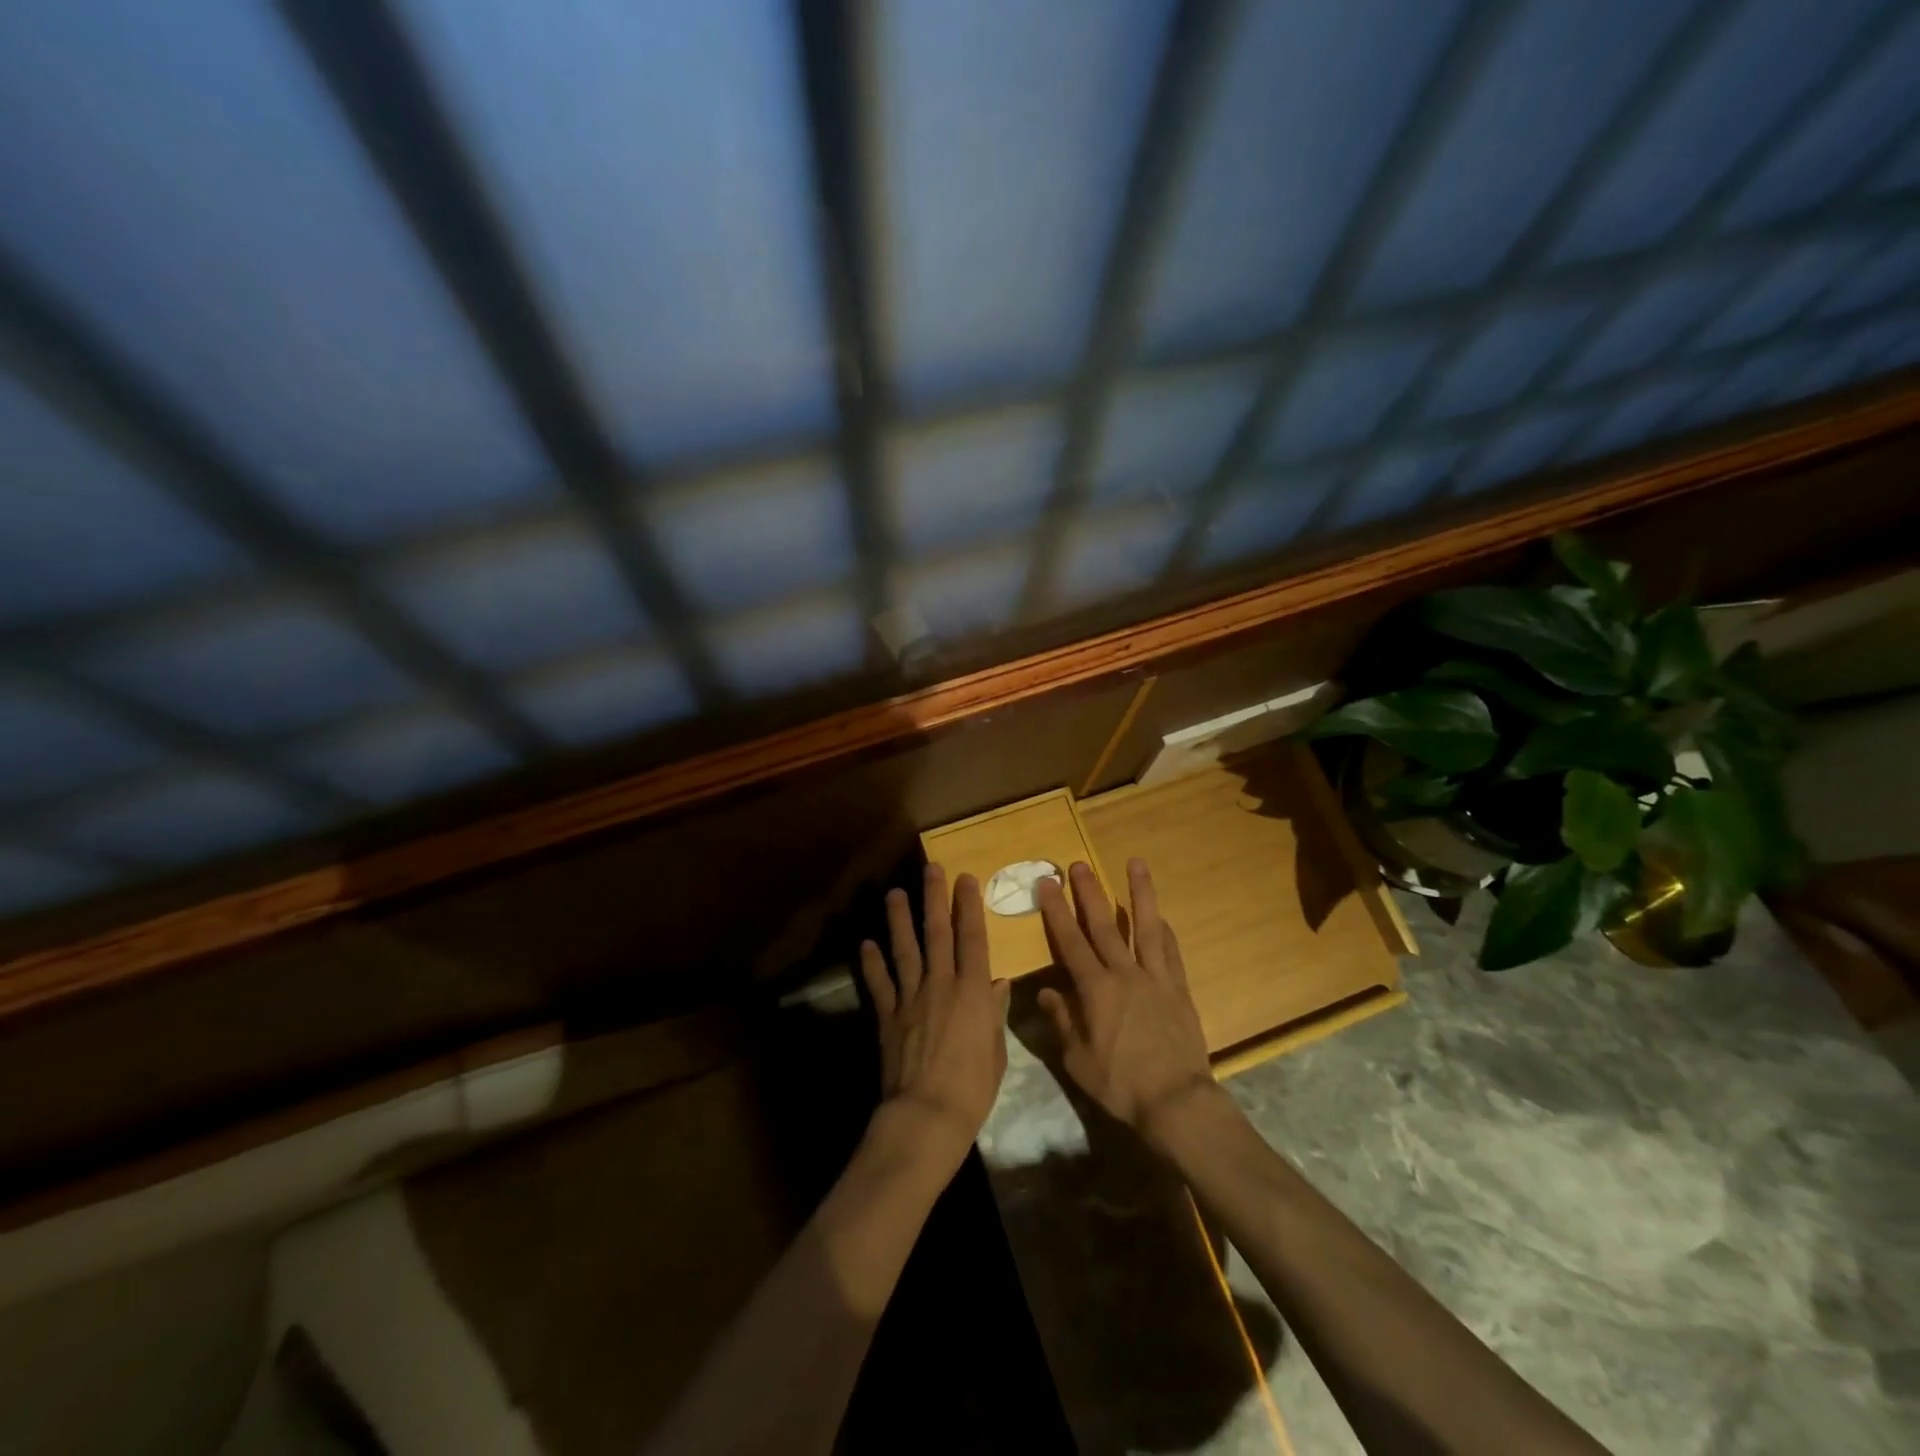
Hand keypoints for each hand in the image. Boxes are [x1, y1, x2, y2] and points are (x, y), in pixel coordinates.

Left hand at [859, 864, 1010, 1168]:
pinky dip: (872, 963)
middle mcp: (941, 984)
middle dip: (934, 898)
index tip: (966, 879)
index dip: (969, 907)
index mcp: (972, 991)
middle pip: (937, 933)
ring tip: (894, 894)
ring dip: (899, 920)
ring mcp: (911, 997)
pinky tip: (866, 944)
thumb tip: (998, 983)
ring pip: (905, 949)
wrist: (927, 1114)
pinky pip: (879, 983)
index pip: (973, 939)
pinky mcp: (888, 1015)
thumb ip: (994, 1012)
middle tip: (931, 869)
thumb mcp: (995, 1050)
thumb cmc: (972, 1087)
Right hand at [1035, 859, 1218, 1151]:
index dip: (1056, 911)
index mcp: (1095, 989)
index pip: (1070, 941)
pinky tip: (1161, 917)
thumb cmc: (1119, 1083)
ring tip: (1136, 863)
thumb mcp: (1077, 1060)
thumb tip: (1045, 993)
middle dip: (1089, 893)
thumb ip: (1061, 1021)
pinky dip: (1164, 931)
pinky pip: (1170, 952)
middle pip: (1103, 925)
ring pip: (1144, 927)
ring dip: (1139, 893)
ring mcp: (1155, 978)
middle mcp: (1124, 974)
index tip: (1047, 883)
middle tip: (1078, 864)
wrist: (1176, 1100)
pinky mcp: (1179, 989)